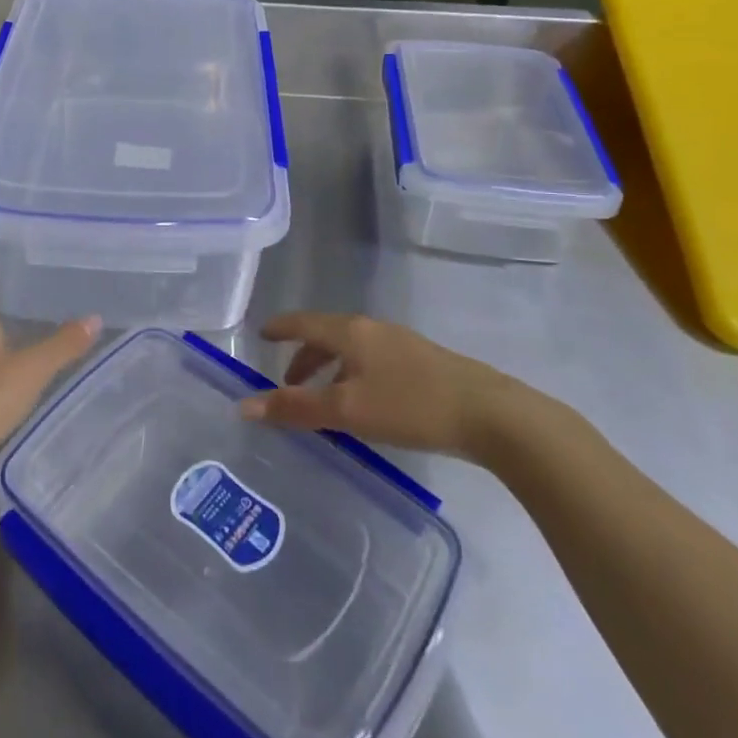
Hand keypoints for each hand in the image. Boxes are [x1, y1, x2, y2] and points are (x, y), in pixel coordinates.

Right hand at [240, 312, 517, 460]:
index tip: (262, 334)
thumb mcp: (347, 410)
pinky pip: (372, 361)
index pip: (303, 322)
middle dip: (304, 357)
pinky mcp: (424, 362)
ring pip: (352, 350)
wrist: (492, 415)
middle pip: (327, 335)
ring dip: (330, 369)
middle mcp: (373, 329)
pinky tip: (365, 403)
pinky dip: (353, 375)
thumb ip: (296, 408)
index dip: (280, 328)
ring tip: (324, 400)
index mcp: (350, 332)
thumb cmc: (410, 406)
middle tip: (288, 383)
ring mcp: (401, 343)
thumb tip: (245, 405)